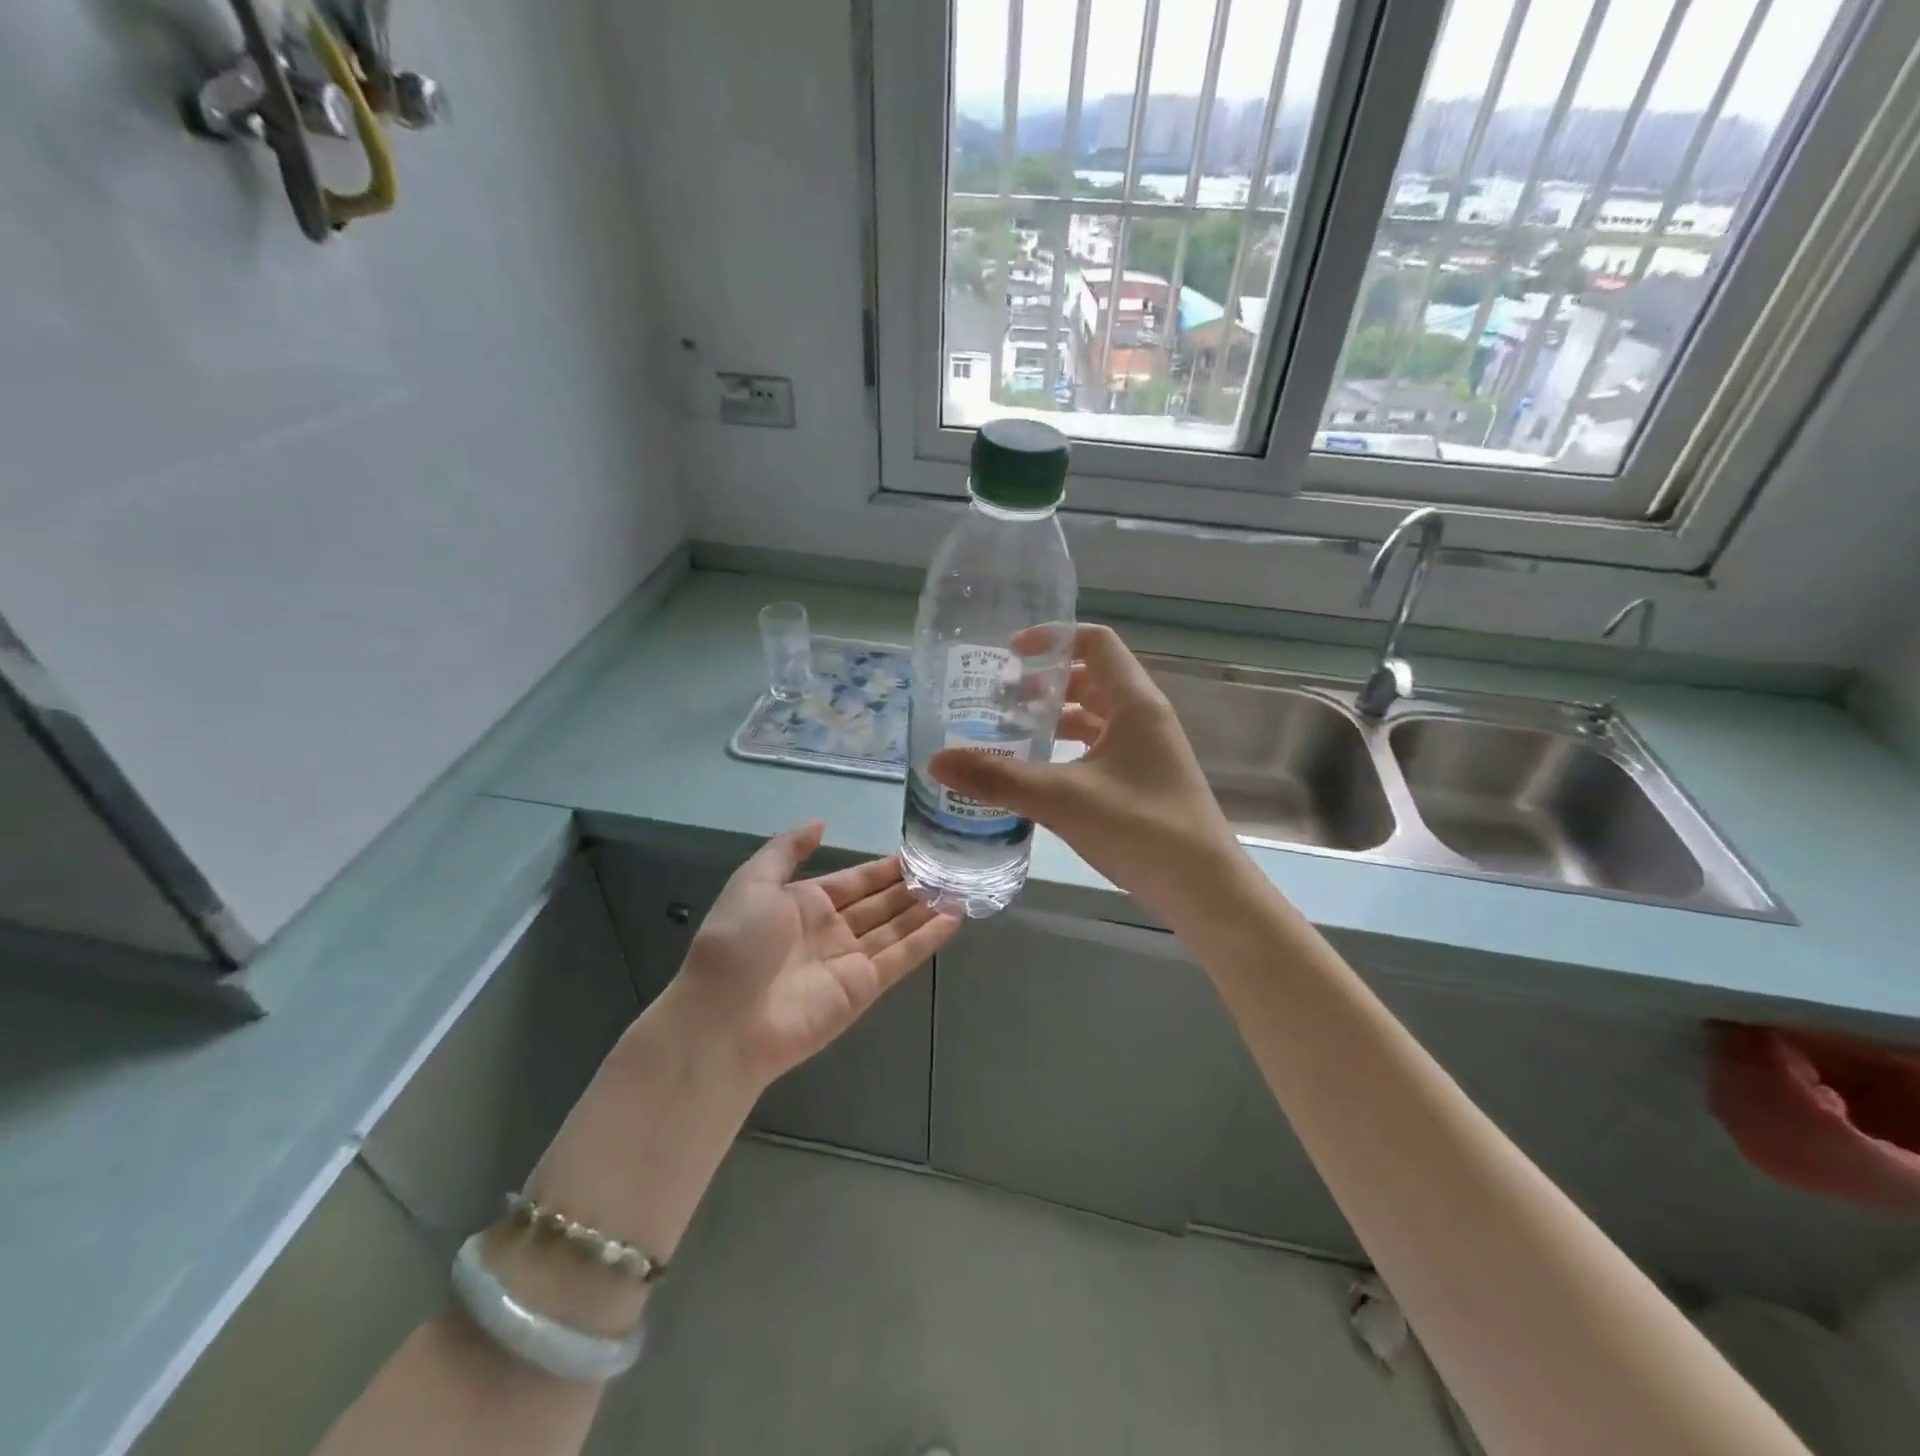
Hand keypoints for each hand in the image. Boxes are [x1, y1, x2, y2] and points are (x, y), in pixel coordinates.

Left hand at [668, 822, 960, 1088]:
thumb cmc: (737, 943)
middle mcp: (830, 930)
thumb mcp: (753, 882)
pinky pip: (901, 958)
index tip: (917, 853)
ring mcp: (848, 961)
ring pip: (896, 929)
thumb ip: (787, 850)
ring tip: (959, 887)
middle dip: (911, 887)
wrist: (724, 1019)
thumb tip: (819, 822)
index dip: (884, 868)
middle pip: (880, 904)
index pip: (855, 881)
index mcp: (803, 903)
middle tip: (948, 868)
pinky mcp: (864, 989)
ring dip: (925, 909)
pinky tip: (953, 918)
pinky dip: (927, 939)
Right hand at [929, 624, 1242, 918]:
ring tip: (1009, 734)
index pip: (1096, 643)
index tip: (1011, 656)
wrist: (1204, 889)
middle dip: (1045, 683)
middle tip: (999, 700)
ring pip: (1094, 716)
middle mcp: (1143, 718)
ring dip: (1054, 718)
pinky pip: (1098, 748)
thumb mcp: (1063, 799)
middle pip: (1091, 678)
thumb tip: (936, 761)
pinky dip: (1067, 749)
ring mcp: (1145, 751)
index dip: (1053, 639)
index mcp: (1134, 703)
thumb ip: (999, 778)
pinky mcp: (1141, 781)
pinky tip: (1037, 774)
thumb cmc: (1141, 829)